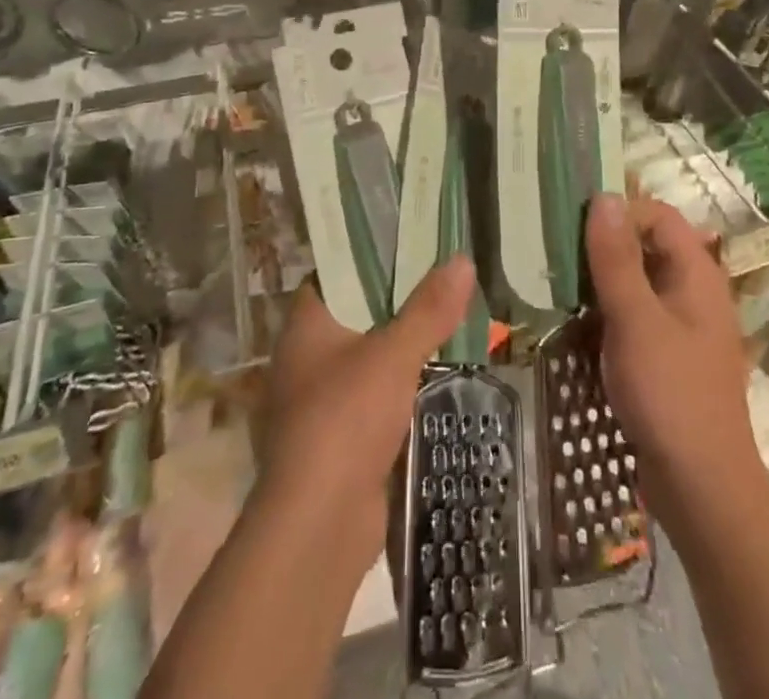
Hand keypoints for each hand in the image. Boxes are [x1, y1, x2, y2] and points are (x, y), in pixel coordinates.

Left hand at [254, 258, 474, 563]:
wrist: (319, 526)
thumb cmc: (346, 419)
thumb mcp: (394, 355)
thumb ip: (429, 309)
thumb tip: (462, 259)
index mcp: (306, 326)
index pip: (335, 274)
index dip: (369, 256)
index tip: (410, 243)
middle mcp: (307, 357)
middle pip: (357, 315)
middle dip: (398, 302)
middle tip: (443, 279)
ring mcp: (321, 400)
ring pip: (369, 358)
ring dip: (404, 347)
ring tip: (451, 320)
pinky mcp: (340, 439)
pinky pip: (376, 397)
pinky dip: (403, 387)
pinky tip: (439, 377)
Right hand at [584, 194, 765, 528]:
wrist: (702, 489)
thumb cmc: (671, 395)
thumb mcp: (635, 320)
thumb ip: (617, 259)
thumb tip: (604, 197)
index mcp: (696, 274)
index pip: (658, 215)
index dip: (619, 212)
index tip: (574, 226)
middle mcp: (693, 291)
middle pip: (646, 246)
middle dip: (602, 246)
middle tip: (556, 254)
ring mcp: (681, 326)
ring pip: (637, 283)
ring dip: (600, 281)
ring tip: (557, 287)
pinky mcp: (667, 356)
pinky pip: (635, 317)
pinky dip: (607, 313)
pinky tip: (576, 326)